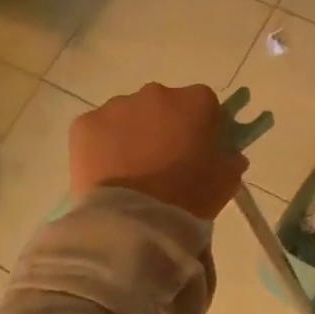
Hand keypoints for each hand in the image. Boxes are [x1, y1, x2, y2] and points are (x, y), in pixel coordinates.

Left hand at [69, 82, 246, 220]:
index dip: (202, 125)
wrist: (135, 220)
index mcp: (195, 101)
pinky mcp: (84, 124)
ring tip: (132, 172)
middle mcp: (155, 93)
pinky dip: (103, 146)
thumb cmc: (189, 197)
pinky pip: (98, 131)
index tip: (199, 148)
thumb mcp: (226, 181)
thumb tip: (229, 153)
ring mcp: (116, 106)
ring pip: (128, 116)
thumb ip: (231, 159)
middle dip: (164, 126)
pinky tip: (108, 173)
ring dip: (132, 135)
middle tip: (163, 162)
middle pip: (163, 105)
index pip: (204, 103)